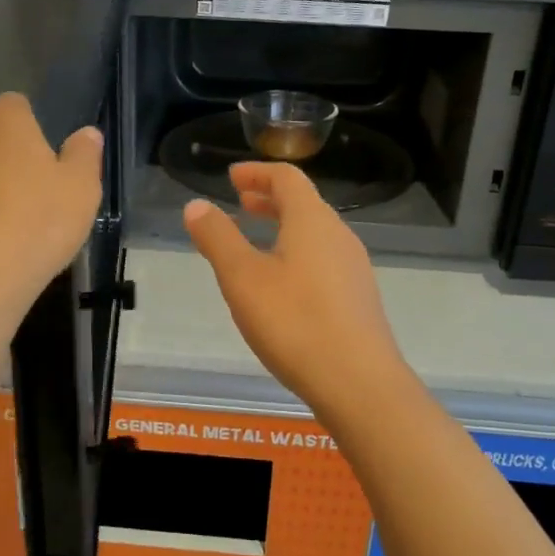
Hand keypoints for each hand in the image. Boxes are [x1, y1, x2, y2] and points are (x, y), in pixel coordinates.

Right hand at [182, 162, 413, 420]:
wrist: (358, 383)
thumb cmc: (295, 322)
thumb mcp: (242, 278)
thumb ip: (218, 238)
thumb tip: (196, 205)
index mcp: (312, 220)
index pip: (286, 178)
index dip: (257, 172)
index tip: (232, 177)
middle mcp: (338, 235)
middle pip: (303, 203)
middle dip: (269, 198)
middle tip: (240, 202)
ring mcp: (353, 267)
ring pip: (314, 232)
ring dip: (283, 226)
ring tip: (255, 242)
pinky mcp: (357, 297)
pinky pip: (323, 258)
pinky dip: (297, 252)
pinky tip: (282, 284)